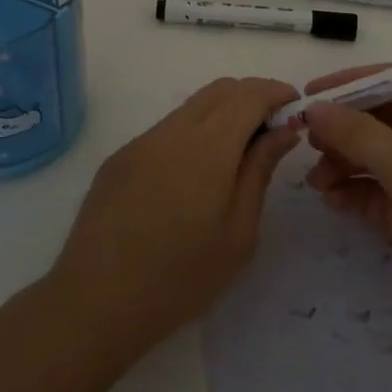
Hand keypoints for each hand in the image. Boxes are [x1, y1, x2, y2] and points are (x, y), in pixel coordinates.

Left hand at [48, 77, 300, 361]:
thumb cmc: (181, 277)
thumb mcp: (238, 232)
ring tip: (238, 154)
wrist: (96, 301)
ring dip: (222, 114)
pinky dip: (193, 133)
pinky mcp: (120, 159)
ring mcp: (141, 142)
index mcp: (207, 147)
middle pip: (219, 90)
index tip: (295, 107)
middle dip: (252, 97)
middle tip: (273, 129)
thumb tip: (283, 130)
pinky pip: (166, 129)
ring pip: (191, 107)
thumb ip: (260, 171)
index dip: (276, 92)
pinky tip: (195, 176)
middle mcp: (172, 131)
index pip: (248, 95)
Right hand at [301, 67, 391, 351]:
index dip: (350, 84)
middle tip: (306, 144)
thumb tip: (315, 108)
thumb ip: (358, 134)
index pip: (390, 81)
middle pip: (375, 120)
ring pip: (369, 157)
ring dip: (340, 163)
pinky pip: (372, 192)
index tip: (309, 96)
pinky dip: (350, 192)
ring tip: (316, 183)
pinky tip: (332, 201)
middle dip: (339, 129)